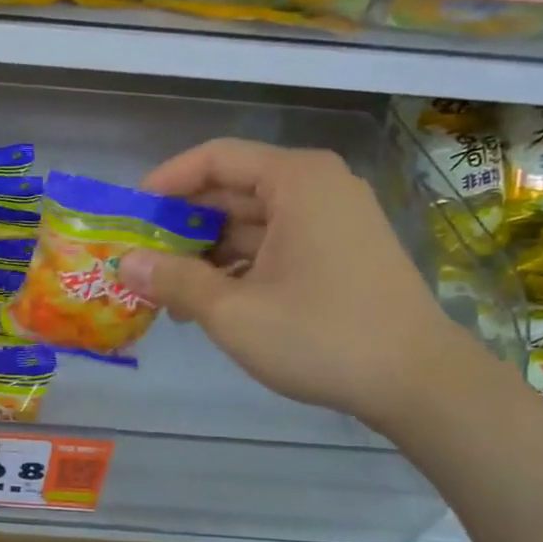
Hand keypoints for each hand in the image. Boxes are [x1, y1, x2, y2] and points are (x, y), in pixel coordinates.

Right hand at [117, 140, 470, 429]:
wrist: (419, 383)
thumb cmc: (321, 336)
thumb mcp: (233, 311)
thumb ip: (174, 280)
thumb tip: (124, 262)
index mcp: (297, 181)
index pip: (216, 159)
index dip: (167, 182)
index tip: (131, 213)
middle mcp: (319, 187)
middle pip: (233, 190)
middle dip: (183, 225)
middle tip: (140, 257)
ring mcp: (335, 221)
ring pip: (253, 222)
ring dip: (207, 252)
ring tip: (167, 290)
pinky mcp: (342, 253)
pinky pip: (277, 244)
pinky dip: (240, 267)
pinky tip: (210, 302)